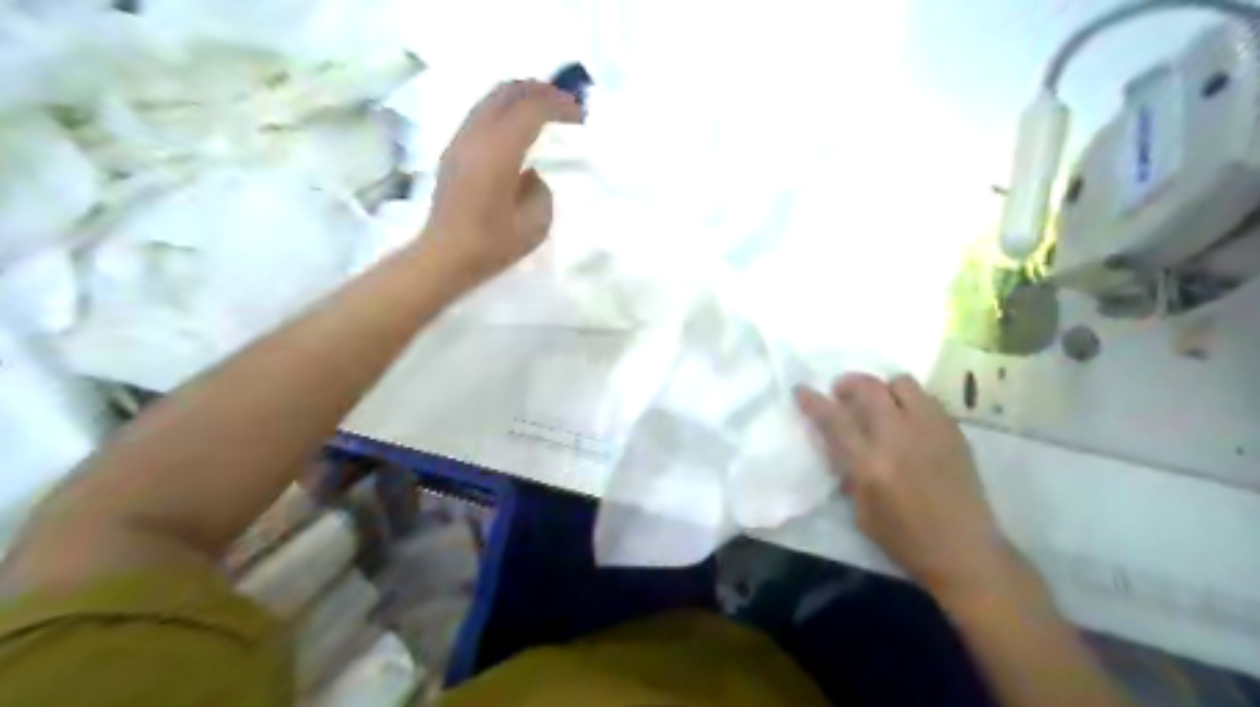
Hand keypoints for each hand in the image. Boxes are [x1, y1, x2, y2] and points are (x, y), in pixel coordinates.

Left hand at [420, 80, 581, 278]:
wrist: (445, 256)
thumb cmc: (492, 244)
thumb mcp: (536, 223)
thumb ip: (540, 189)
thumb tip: (531, 174)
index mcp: (499, 150)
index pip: (532, 109)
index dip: (559, 104)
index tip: (580, 114)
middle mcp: (477, 135)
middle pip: (509, 92)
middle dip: (540, 91)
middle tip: (565, 103)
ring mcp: (460, 140)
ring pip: (491, 99)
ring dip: (520, 98)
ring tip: (543, 111)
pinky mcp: (453, 151)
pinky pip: (481, 114)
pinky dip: (504, 111)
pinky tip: (517, 130)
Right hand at [794, 372, 1011, 604]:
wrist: (965, 551)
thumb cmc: (905, 539)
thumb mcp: (862, 511)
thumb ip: (849, 472)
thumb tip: (840, 447)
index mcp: (871, 463)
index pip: (835, 419)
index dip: (814, 401)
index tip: (802, 389)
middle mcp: (899, 437)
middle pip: (869, 388)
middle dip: (849, 383)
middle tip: (841, 392)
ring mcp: (930, 430)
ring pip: (902, 383)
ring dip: (883, 388)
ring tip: (879, 403)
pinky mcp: (953, 431)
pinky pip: (926, 398)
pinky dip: (908, 401)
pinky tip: (907, 420)